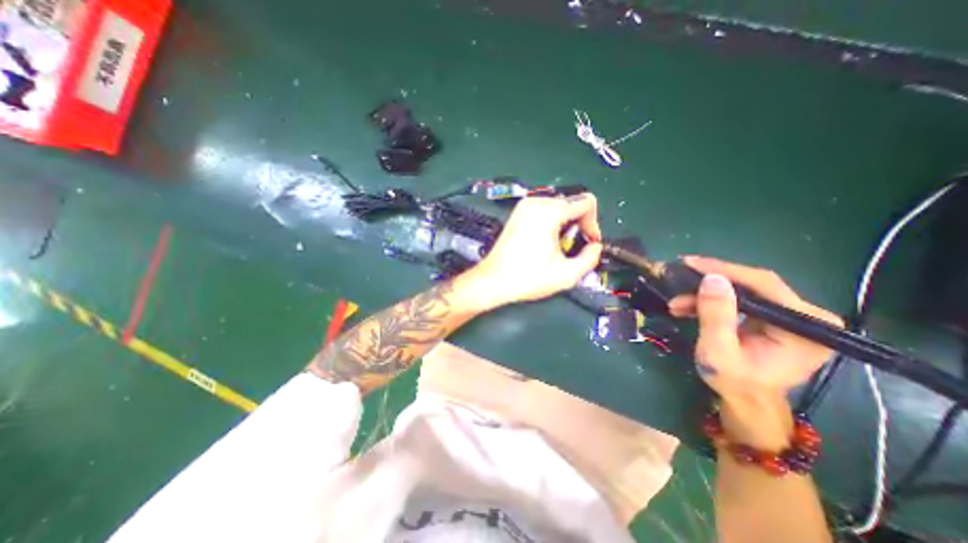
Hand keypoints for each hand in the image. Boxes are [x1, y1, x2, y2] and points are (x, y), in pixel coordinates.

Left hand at [462, 193, 601, 308]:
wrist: (493, 280)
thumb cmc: (527, 278)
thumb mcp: (567, 274)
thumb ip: (591, 258)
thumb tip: (595, 247)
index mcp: (549, 211)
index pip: (586, 202)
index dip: (593, 223)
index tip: (588, 242)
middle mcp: (536, 202)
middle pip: (572, 204)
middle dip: (578, 226)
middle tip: (571, 249)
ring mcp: (524, 207)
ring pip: (558, 208)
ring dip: (565, 226)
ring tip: (557, 249)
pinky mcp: (518, 214)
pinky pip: (544, 212)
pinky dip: (551, 225)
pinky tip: (545, 244)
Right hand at [671, 257, 843, 442]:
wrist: (745, 401)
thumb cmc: (734, 382)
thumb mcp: (718, 351)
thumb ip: (717, 316)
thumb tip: (712, 279)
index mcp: (805, 327)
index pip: (764, 285)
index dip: (724, 270)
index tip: (689, 263)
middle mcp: (806, 316)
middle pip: (753, 284)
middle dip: (710, 283)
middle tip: (678, 280)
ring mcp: (790, 316)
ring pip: (743, 290)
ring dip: (706, 293)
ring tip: (677, 303)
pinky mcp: (774, 317)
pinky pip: (740, 299)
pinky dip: (712, 301)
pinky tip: (689, 306)